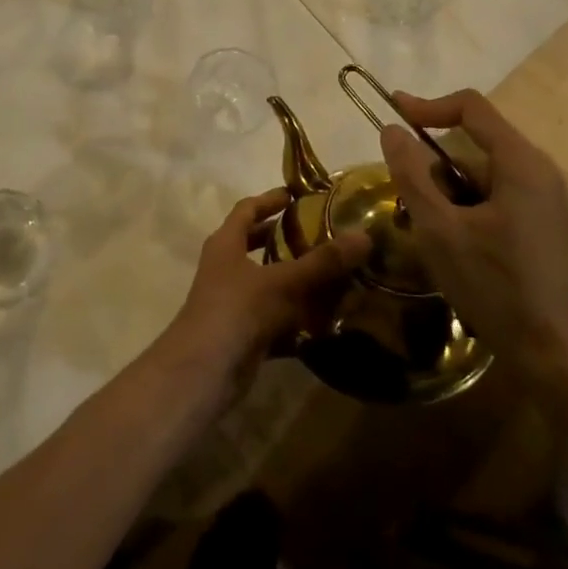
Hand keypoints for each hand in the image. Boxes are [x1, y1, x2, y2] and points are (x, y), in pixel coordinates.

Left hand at [154, 187, 371, 412]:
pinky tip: (326, 321)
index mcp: (226, 243)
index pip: (247, 209)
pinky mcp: (243, 335)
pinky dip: (297, 319)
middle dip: (284, 239)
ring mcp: (232, 304)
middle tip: (320, 233)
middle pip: (255, 245)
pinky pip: (275, 319)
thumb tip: (364, 236)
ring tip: (332, 275)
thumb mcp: (283, 281)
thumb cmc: (237, 310)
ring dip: (296, 281)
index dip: (270, 200)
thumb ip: (323, 262)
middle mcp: (226, 269)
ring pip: (268, 284)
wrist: (203, 373)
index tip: (296, 195)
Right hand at [377, 90, 567, 380]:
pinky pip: (495, 196)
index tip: (392, 112)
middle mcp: (538, 171)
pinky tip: (452, 244)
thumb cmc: (495, 286)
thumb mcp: (440, 230)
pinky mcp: (541, 224)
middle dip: (434, 162)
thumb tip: (392, 130)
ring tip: (425, 228)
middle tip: (405, 195)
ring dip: (448, 190)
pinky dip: (466, 207)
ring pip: (482, 174)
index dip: (428, 105)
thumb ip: (412, 175)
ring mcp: (544, 199)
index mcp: (520, 163)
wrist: (553, 355)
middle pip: (475, 143)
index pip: (471, 107)